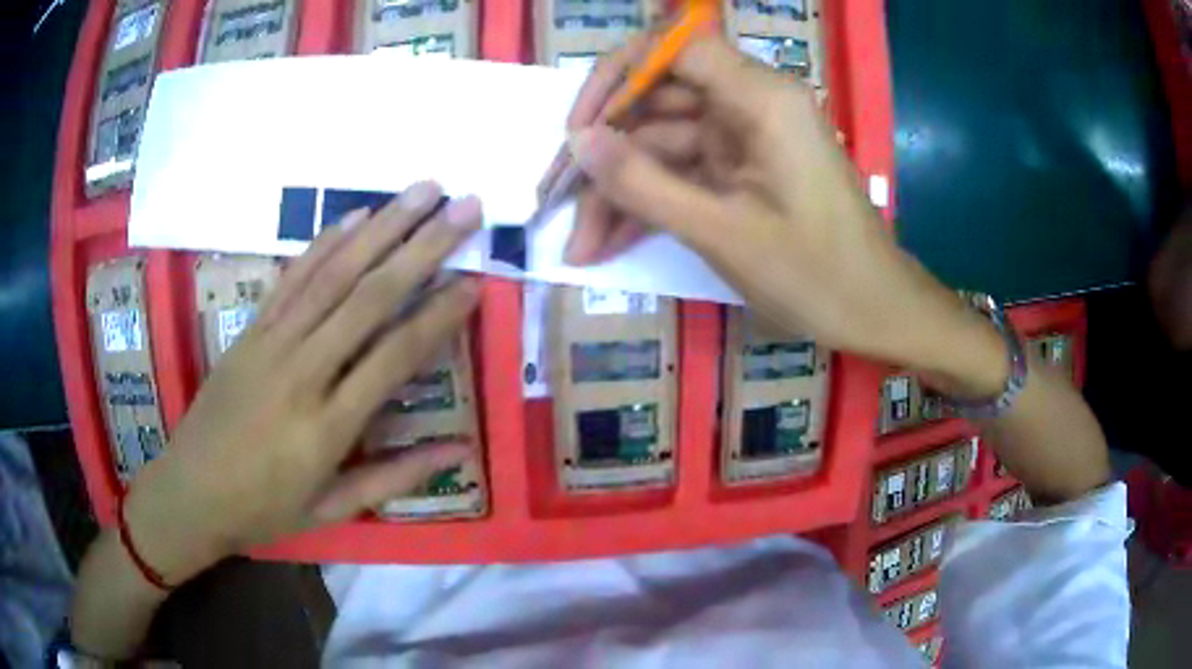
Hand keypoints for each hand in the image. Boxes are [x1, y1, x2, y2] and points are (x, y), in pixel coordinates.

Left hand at [123, 182, 481, 584]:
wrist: (190, 491)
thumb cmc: (264, 509)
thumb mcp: (334, 510)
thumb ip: (396, 477)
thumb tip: (461, 452)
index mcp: (328, 427)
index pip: (394, 357)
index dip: (439, 315)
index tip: (475, 281)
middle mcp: (302, 372)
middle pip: (369, 298)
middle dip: (423, 247)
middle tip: (466, 207)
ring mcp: (271, 343)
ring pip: (333, 274)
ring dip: (382, 227)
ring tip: (424, 191)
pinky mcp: (250, 330)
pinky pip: (292, 278)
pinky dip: (326, 242)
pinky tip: (357, 215)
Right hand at [549, 36, 1004, 391]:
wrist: (876, 312)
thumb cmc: (816, 274)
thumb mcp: (722, 232)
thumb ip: (644, 183)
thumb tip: (579, 141)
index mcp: (760, 98)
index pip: (674, 47)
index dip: (618, 75)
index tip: (580, 126)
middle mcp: (751, 105)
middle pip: (659, 102)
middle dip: (607, 153)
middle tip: (557, 203)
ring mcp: (745, 140)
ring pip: (664, 145)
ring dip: (621, 192)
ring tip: (581, 246)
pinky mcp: (743, 171)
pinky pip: (683, 173)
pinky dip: (650, 205)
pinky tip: (611, 243)